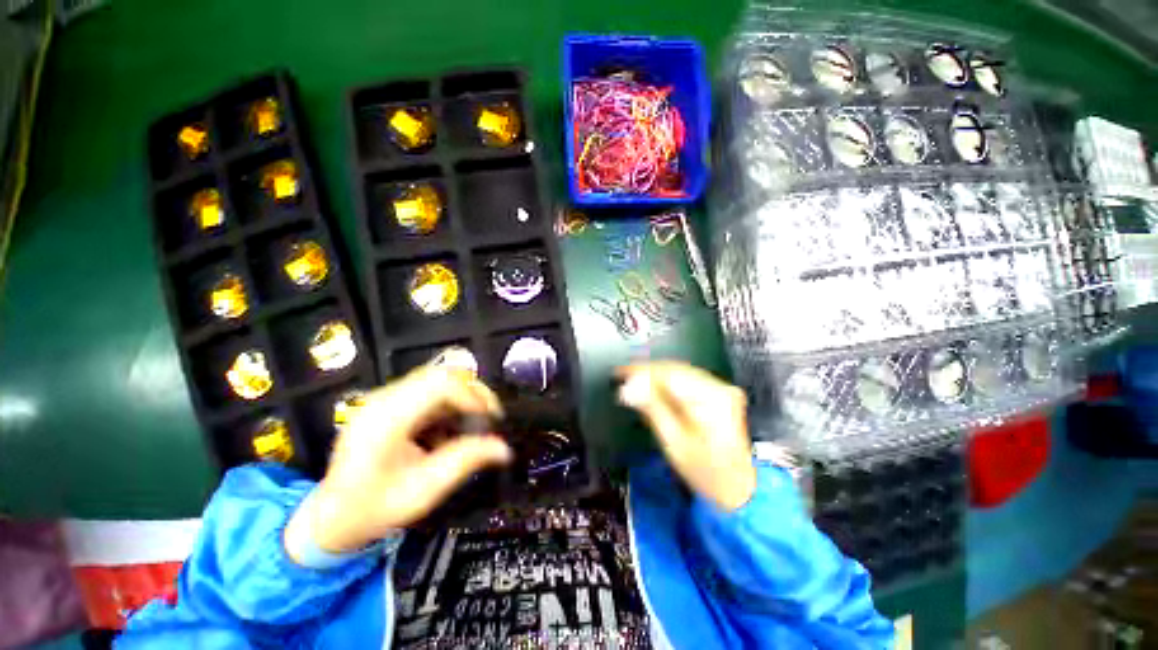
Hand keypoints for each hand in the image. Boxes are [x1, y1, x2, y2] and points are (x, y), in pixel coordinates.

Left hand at [286, 366, 511, 555]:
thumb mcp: (424, 491)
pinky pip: (429, 392)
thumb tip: (505, 449)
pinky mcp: (389, 404)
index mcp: (386, 419)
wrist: (331, 518)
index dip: (472, 396)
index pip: (440, 384)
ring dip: (463, 396)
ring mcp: (384, 399)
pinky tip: (452, 428)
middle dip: (473, 391)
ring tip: (476, 421)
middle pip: (441, 374)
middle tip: (491, 415)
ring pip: (438, 379)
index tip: (491, 419)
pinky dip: (450, 404)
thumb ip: (465, 462)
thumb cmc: (374, 509)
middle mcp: (383, 399)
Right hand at [616, 361, 755, 511]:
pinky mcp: (721, 393)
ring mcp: (723, 388)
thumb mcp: (673, 441)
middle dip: (647, 371)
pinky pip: (689, 378)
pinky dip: (669, 380)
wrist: (737, 488)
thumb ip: (652, 408)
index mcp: (711, 399)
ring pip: (682, 371)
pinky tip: (655, 384)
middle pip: (676, 369)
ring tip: (634, 379)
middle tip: (623, 376)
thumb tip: (628, 387)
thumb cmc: (704, 472)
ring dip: (657, 374)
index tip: (620, 372)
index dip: (642, 370)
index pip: (669, 374)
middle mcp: (720, 387)